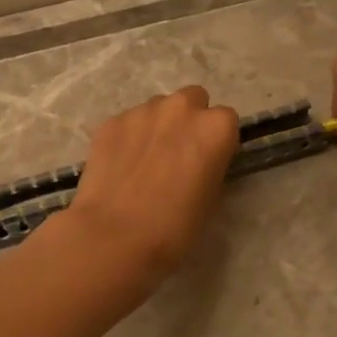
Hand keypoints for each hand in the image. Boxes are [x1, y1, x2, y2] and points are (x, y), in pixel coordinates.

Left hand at [60, 86, 240, 287]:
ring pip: (158, 109)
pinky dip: (128, 137)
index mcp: (215, 127)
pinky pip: (128, 122)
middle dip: (188, 120)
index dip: (216, 141)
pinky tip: (120, 167)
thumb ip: (211, 165)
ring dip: (157, 126)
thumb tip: (199, 159)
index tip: (207, 161)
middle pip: (193, 100)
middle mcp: (181, 108)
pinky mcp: (111, 122)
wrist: (115, 235)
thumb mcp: (211, 198)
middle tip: (177, 154)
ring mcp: (142, 111)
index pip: (226, 120)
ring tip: (144, 162)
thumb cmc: (174, 226)